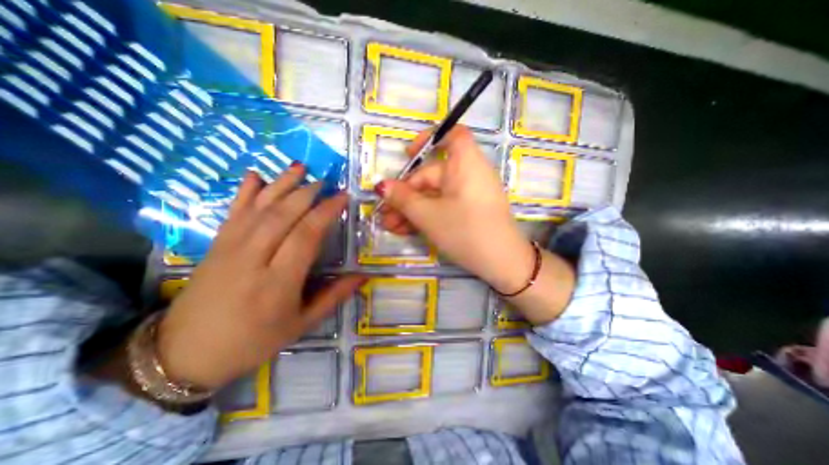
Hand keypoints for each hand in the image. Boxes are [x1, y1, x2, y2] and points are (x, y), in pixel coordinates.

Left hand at [157, 164, 363, 389]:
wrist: (183, 354)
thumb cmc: (253, 341)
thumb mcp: (301, 324)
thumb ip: (334, 297)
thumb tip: (363, 277)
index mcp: (278, 282)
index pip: (306, 235)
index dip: (326, 212)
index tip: (342, 197)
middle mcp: (253, 259)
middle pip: (283, 215)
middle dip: (307, 193)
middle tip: (326, 181)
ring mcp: (230, 248)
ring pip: (260, 207)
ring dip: (281, 184)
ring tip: (300, 168)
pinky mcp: (215, 245)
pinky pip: (233, 211)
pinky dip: (245, 191)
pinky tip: (256, 175)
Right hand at [379, 125, 534, 293]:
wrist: (502, 264)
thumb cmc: (465, 231)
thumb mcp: (428, 215)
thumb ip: (403, 199)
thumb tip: (382, 186)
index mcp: (465, 163)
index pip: (452, 135)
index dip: (429, 139)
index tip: (407, 154)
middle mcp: (469, 174)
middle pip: (431, 176)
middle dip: (406, 195)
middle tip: (385, 213)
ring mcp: (469, 194)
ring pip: (434, 195)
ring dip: (412, 209)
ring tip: (391, 226)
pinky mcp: (468, 211)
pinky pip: (444, 206)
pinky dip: (426, 215)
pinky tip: (406, 230)